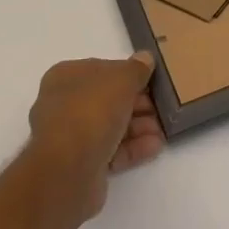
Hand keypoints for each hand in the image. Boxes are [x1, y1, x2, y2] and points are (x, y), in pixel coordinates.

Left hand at [27, 52, 164, 219]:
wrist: (67, 170)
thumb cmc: (91, 111)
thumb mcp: (121, 80)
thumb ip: (136, 69)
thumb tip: (145, 58)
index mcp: (66, 77)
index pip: (101, 70)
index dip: (128, 74)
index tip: (151, 81)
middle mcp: (64, 104)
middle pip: (107, 100)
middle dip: (137, 103)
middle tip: (161, 107)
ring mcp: (71, 137)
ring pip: (110, 126)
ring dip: (138, 126)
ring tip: (163, 129)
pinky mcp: (81, 165)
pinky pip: (111, 151)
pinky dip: (133, 148)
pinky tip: (155, 146)